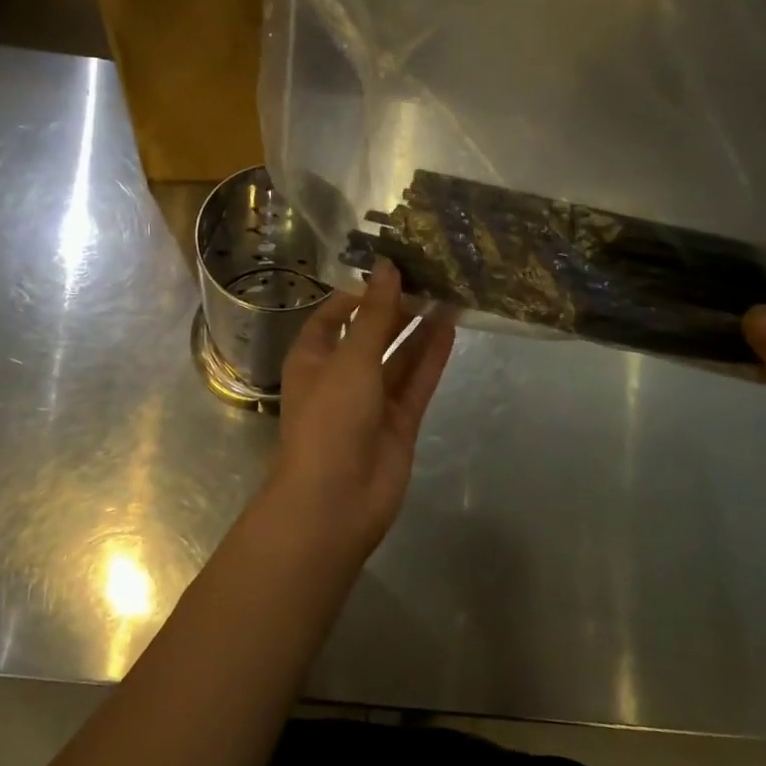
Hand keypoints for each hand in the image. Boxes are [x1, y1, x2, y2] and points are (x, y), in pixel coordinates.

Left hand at [265, 261, 456, 554]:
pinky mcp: (399, 421)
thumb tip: (386, 266)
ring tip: (448, 291)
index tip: (391, 265)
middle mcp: (341, 374)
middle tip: (429, 271)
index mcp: (314, 356)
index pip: (335, 314)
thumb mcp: (351, 359)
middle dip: (396, 306)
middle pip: (371, 333)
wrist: (337, 500)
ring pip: (398, 356)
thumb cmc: (331, 419)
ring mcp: (371, 400)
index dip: (360, 291)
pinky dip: (431, 356)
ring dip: (419, 328)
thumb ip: (374, 314)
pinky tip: (451, 327)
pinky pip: (417, 381)